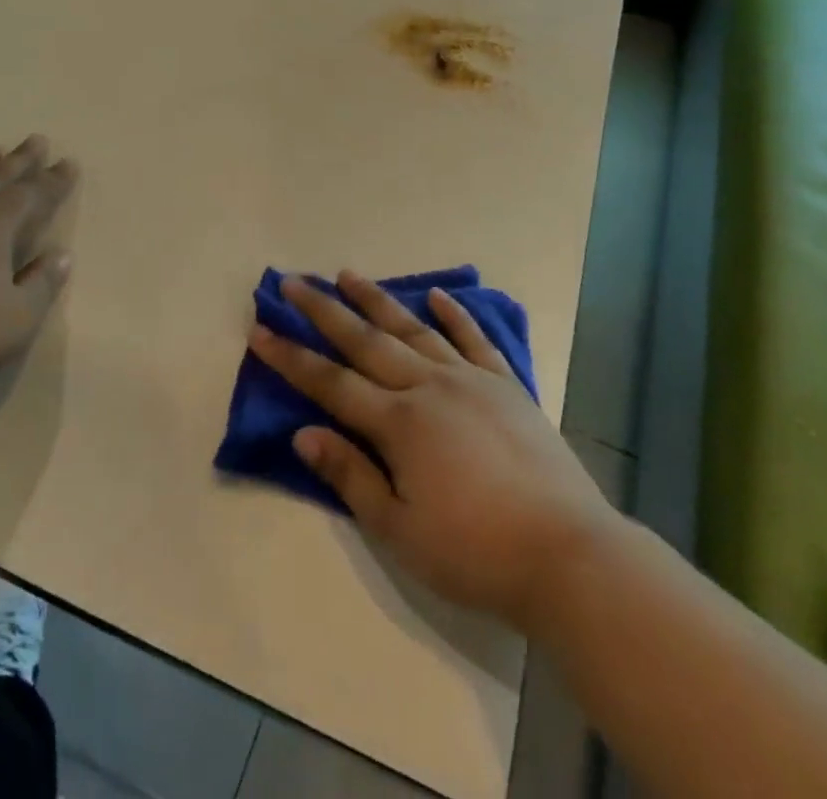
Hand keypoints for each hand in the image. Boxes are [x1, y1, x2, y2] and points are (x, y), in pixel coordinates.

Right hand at [249, 272, 617, 634]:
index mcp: (399, 423)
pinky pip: (473, 339)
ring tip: (347, 274)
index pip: (330, 382)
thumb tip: (303, 434)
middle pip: (365, 341)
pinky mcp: (506, 384)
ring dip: (377, 300)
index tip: (259, 329)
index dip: (291, 357)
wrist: (567, 553)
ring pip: (412, 329)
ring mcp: (470, 379)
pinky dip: (453, 314)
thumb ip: (350, 475)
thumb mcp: (400, 529)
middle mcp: (429, 386)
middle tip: (293, 281)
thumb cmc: (475, 551)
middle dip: (324, 310)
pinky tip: (437, 295)